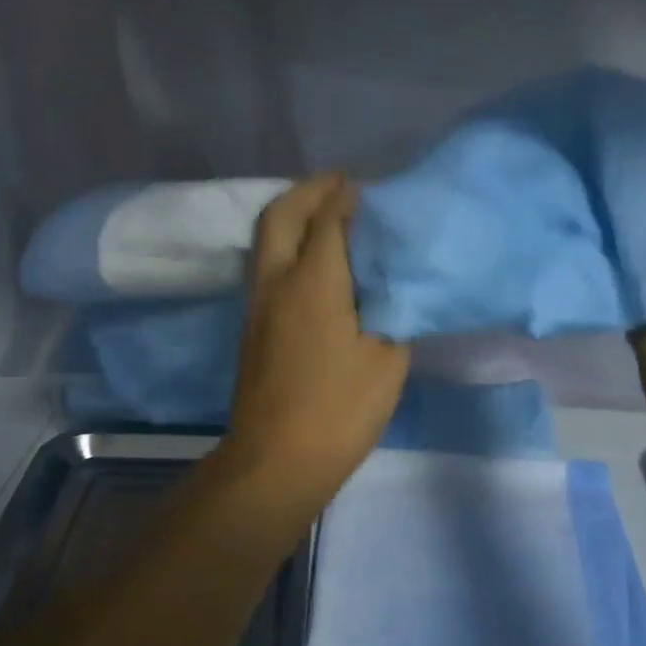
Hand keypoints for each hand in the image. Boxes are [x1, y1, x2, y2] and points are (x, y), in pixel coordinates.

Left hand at [218, 173, 409, 506]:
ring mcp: (257, 306)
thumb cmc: (338, 411)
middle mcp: (276, 283)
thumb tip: (390, 297)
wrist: (276, 460)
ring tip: (326, 216)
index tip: (366, 185)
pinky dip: (287, 247)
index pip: (327, 220)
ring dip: (292, 217)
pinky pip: (266, 267)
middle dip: (307, 191)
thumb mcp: (388, 362)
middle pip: (280, 216)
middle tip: (337, 185)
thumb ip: (393, 318)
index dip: (345, 196)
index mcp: (314, 283)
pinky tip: (313, 262)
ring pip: (266, 241)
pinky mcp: (252, 329)